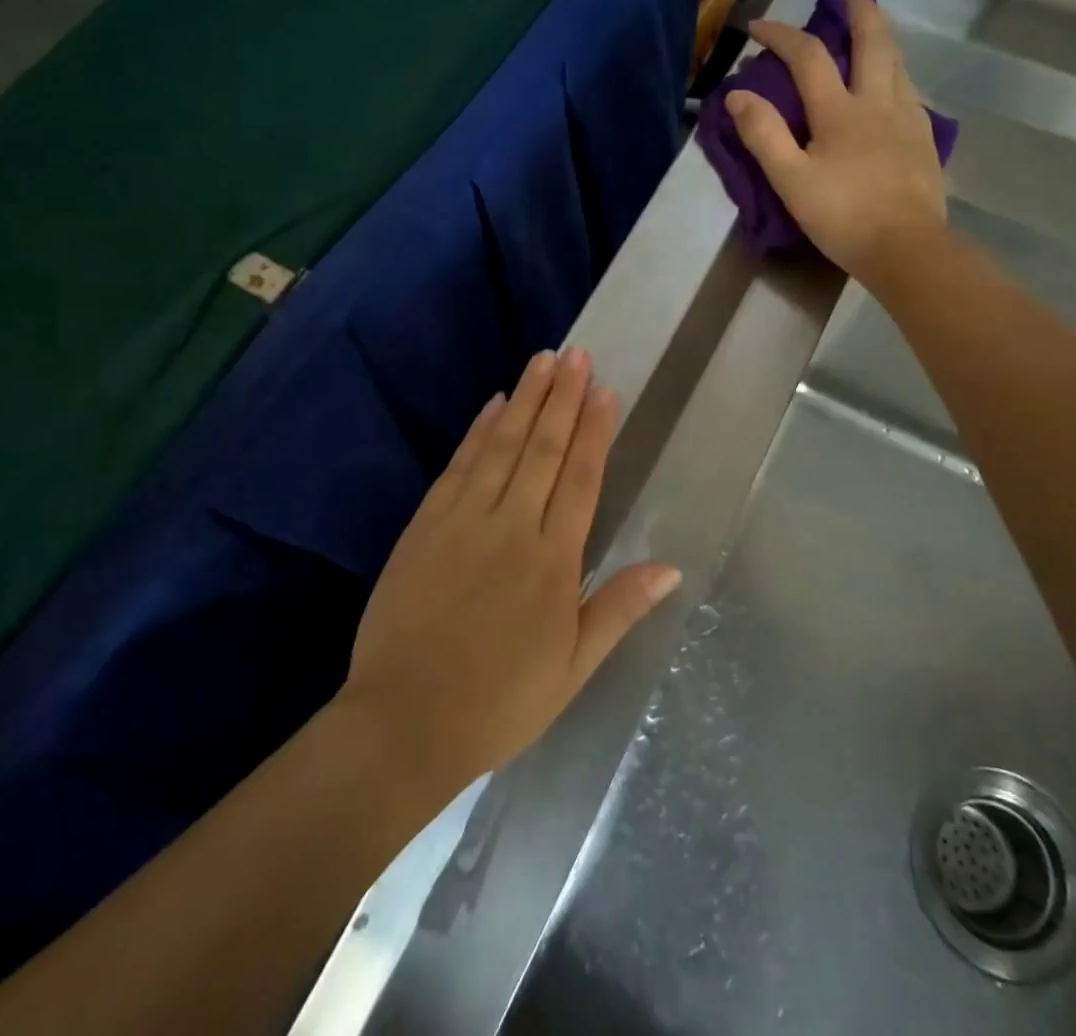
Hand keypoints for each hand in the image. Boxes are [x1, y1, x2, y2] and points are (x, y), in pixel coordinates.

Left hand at [342, 349, 681, 788]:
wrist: (405, 721)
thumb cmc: (499, 702)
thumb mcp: (572, 668)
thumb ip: (619, 609)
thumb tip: (671, 567)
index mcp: (553, 561)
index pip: (581, 478)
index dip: (594, 430)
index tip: (604, 389)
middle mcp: (512, 526)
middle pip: (544, 449)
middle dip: (562, 397)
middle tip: (576, 354)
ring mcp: (464, 520)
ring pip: (503, 446)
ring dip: (524, 400)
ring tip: (543, 360)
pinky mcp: (426, 524)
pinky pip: (460, 466)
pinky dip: (479, 432)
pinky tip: (493, 405)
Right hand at [727, 0, 947, 283]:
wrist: (906, 249)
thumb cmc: (842, 216)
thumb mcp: (790, 180)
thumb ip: (764, 135)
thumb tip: (738, 95)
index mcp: (840, 111)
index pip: (808, 57)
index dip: (781, 35)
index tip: (757, 27)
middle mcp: (878, 102)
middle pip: (873, 41)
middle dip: (858, 8)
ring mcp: (908, 118)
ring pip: (897, 62)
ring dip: (881, 35)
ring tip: (869, 25)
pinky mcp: (923, 140)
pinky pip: (908, 89)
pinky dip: (894, 70)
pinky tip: (890, 82)